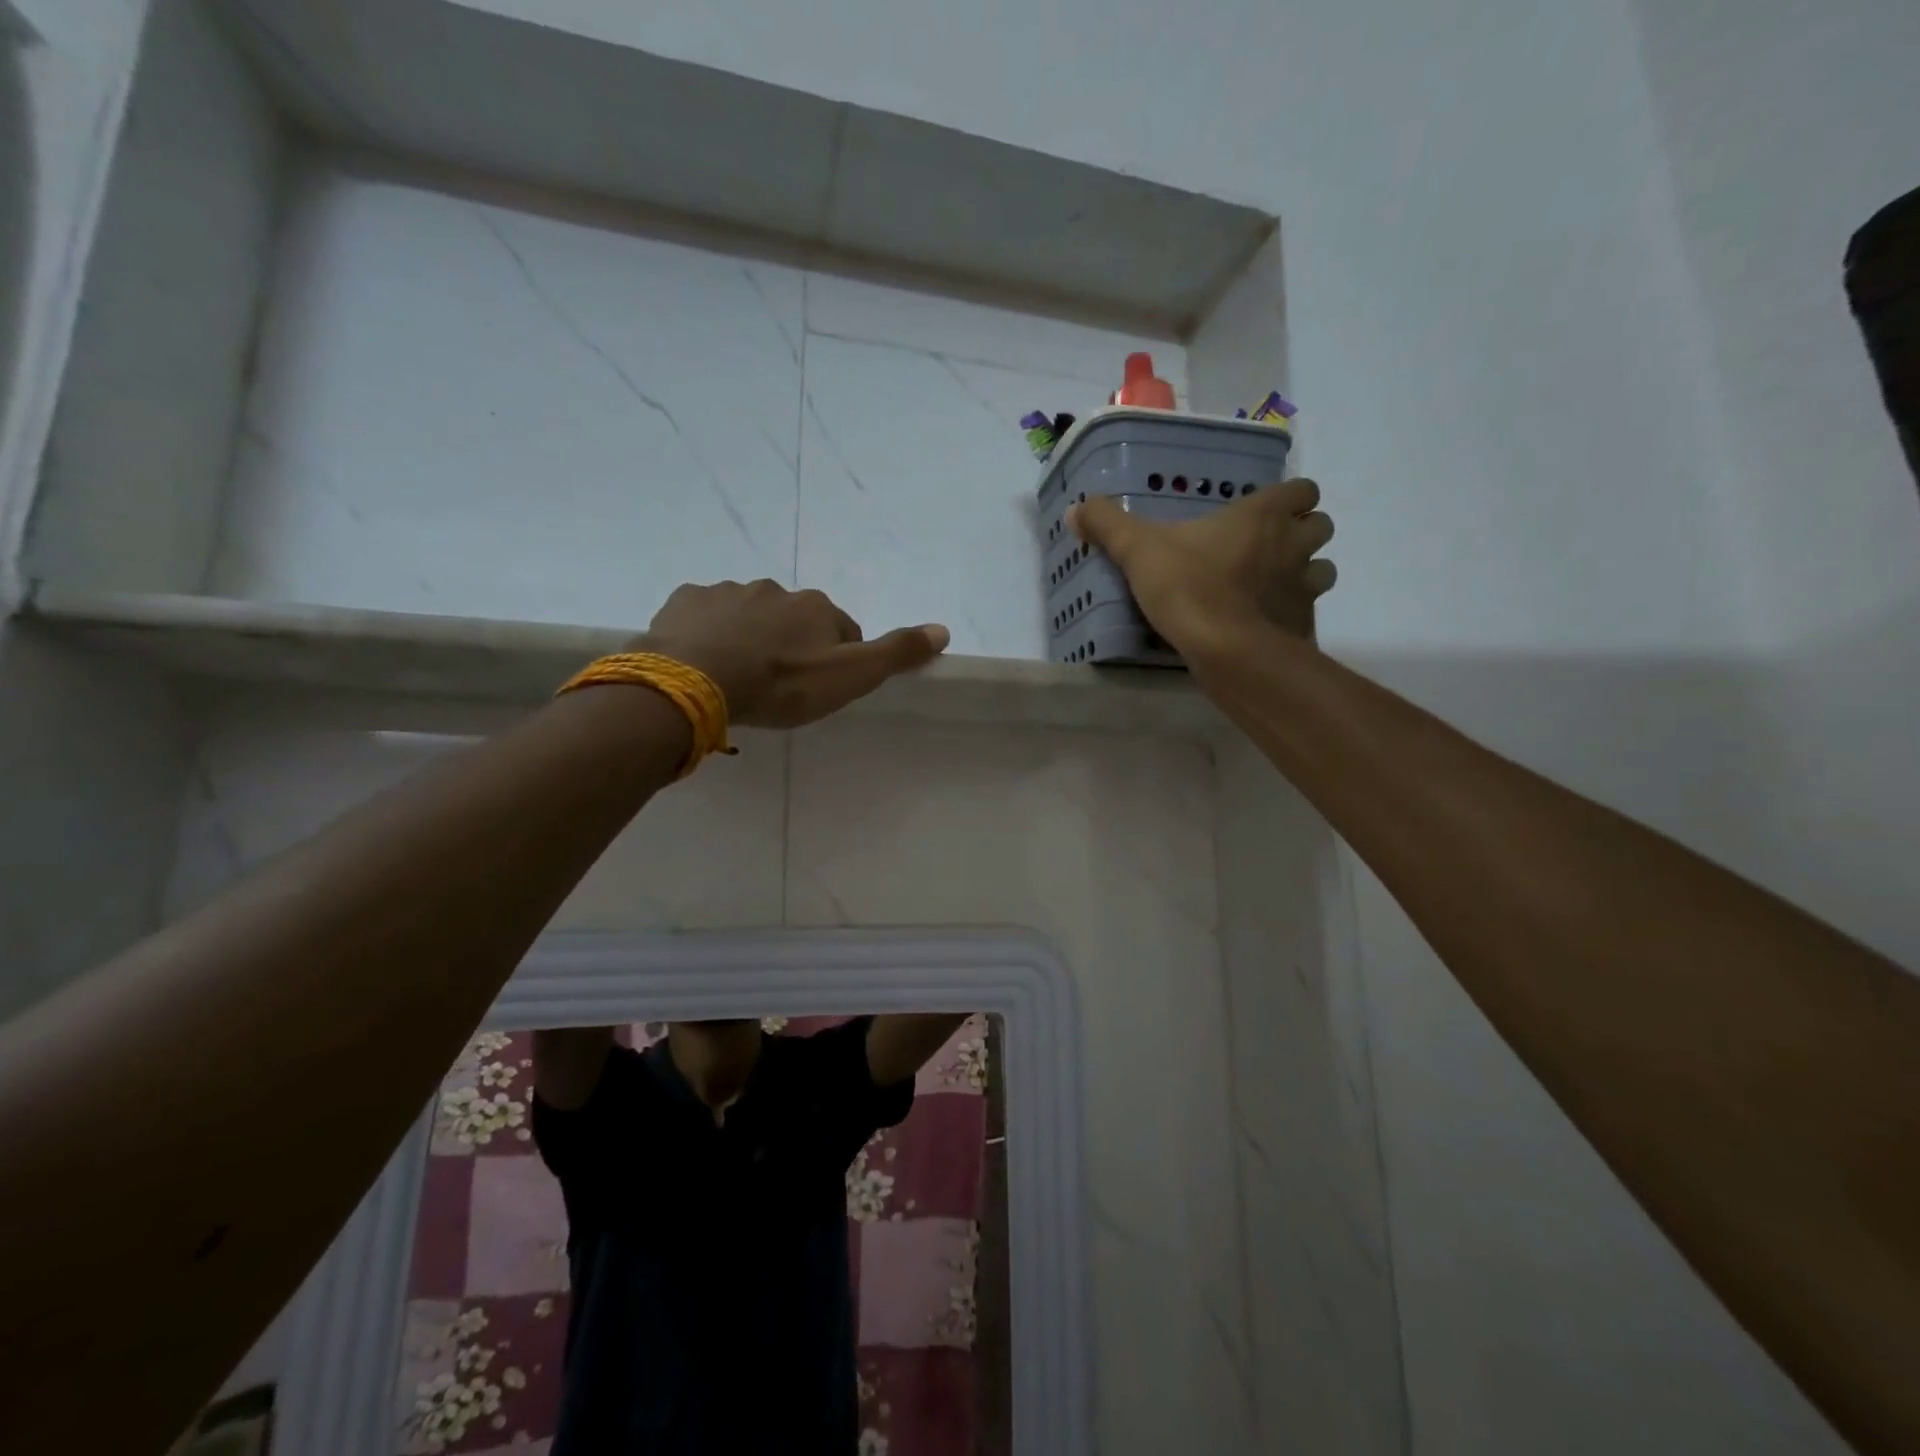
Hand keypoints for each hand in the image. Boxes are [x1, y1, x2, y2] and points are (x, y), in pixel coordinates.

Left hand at [635, 580, 949, 728]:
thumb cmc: (780, 684)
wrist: (695, 682)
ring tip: (738, 677)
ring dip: (750, 638)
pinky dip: (709, 632)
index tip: (820, 687)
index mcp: (816, 607)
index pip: (840, 629)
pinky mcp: (686, 601)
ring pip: (749, 616)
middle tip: (778, 685)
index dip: (835, 658)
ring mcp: (726, 592)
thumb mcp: (849, 677)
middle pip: (794, 620)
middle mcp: (775, 590)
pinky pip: (705, 615)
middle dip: (791, 645)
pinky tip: (704, 660)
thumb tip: (943, 629)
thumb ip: (895, 653)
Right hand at [1068, 478, 1335, 660]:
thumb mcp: (1138, 551)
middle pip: (1320, 524)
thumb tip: (1075, 509)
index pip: (1302, 489)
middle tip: (1267, 547)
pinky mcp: (1304, 625)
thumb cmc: (1188, 588)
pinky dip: (1293, 612)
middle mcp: (1293, 544)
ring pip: (1323, 568)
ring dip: (1305, 571)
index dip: (1289, 497)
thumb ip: (1109, 525)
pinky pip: (1309, 611)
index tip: (1263, 511)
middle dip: (1301, 532)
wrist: (1226, 650)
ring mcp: (1305, 586)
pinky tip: (1266, 623)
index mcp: (1263, 516)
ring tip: (1271, 585)